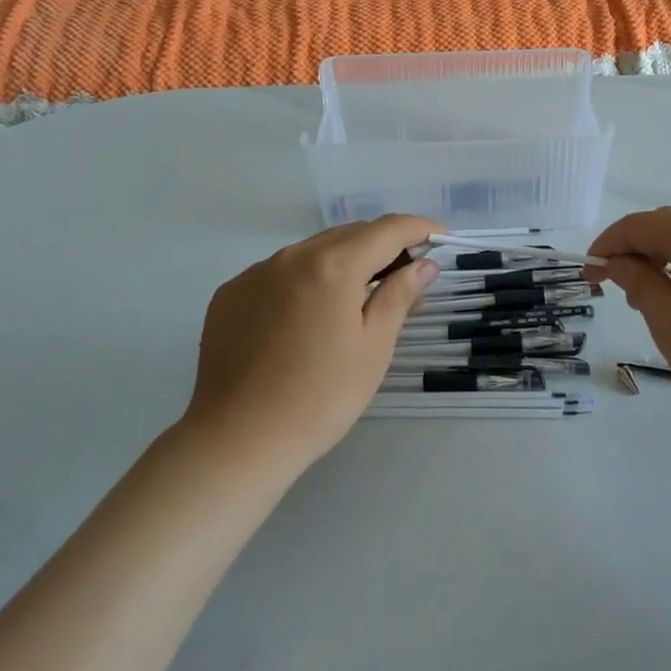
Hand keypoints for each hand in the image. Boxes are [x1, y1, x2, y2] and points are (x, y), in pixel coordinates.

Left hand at [186, 215, 441, 470]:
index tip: (439, 237)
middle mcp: (291, 256)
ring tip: (359, 299)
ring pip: (312, 252)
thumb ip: (399, 296)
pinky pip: (280, 273)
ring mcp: (255, 273)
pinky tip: (309, 317)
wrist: (236, 441)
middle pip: (348, 235)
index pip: (386, 230)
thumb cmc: (319, 398)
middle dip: (383, 246)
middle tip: (407, 276)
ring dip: (343, 263)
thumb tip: (425, 265)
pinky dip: (306, 280)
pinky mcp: (231, 294)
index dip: (418, 229)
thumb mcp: (373, 348)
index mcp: (332, 266)